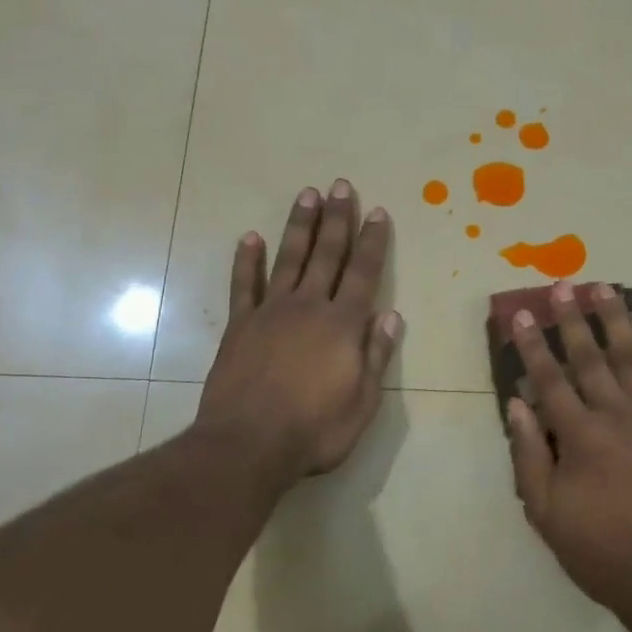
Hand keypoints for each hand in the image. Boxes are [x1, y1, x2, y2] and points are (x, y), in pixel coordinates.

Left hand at [196, 180, 403, 484]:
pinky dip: (247, 261)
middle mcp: (309, 307)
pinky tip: (250, 238)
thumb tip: (391, 315)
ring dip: (299, 226)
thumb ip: (376, 355)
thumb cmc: (315, 430)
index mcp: (343, 325)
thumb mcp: (363, 402)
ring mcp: (270, 313)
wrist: (248, 445)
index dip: (371, 241)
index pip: (363, 273)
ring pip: (289, 259)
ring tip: (307, 195)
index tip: (376, 212)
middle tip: (341, 186)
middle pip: (326, 255)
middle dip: (336, 219)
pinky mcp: (240, 326)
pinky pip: (244, 286)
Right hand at [507, 282, 631, 625]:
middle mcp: (619, 416)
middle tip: (564, 285)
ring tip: (607, 290)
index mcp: (581, 436)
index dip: (534, 345)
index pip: (550, 379)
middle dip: (574, 319)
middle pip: (592, 357)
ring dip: (618, 321)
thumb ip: (529, 454)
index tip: (524, 315)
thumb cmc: (599, 549)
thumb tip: (517, 404)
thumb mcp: (546, 512)